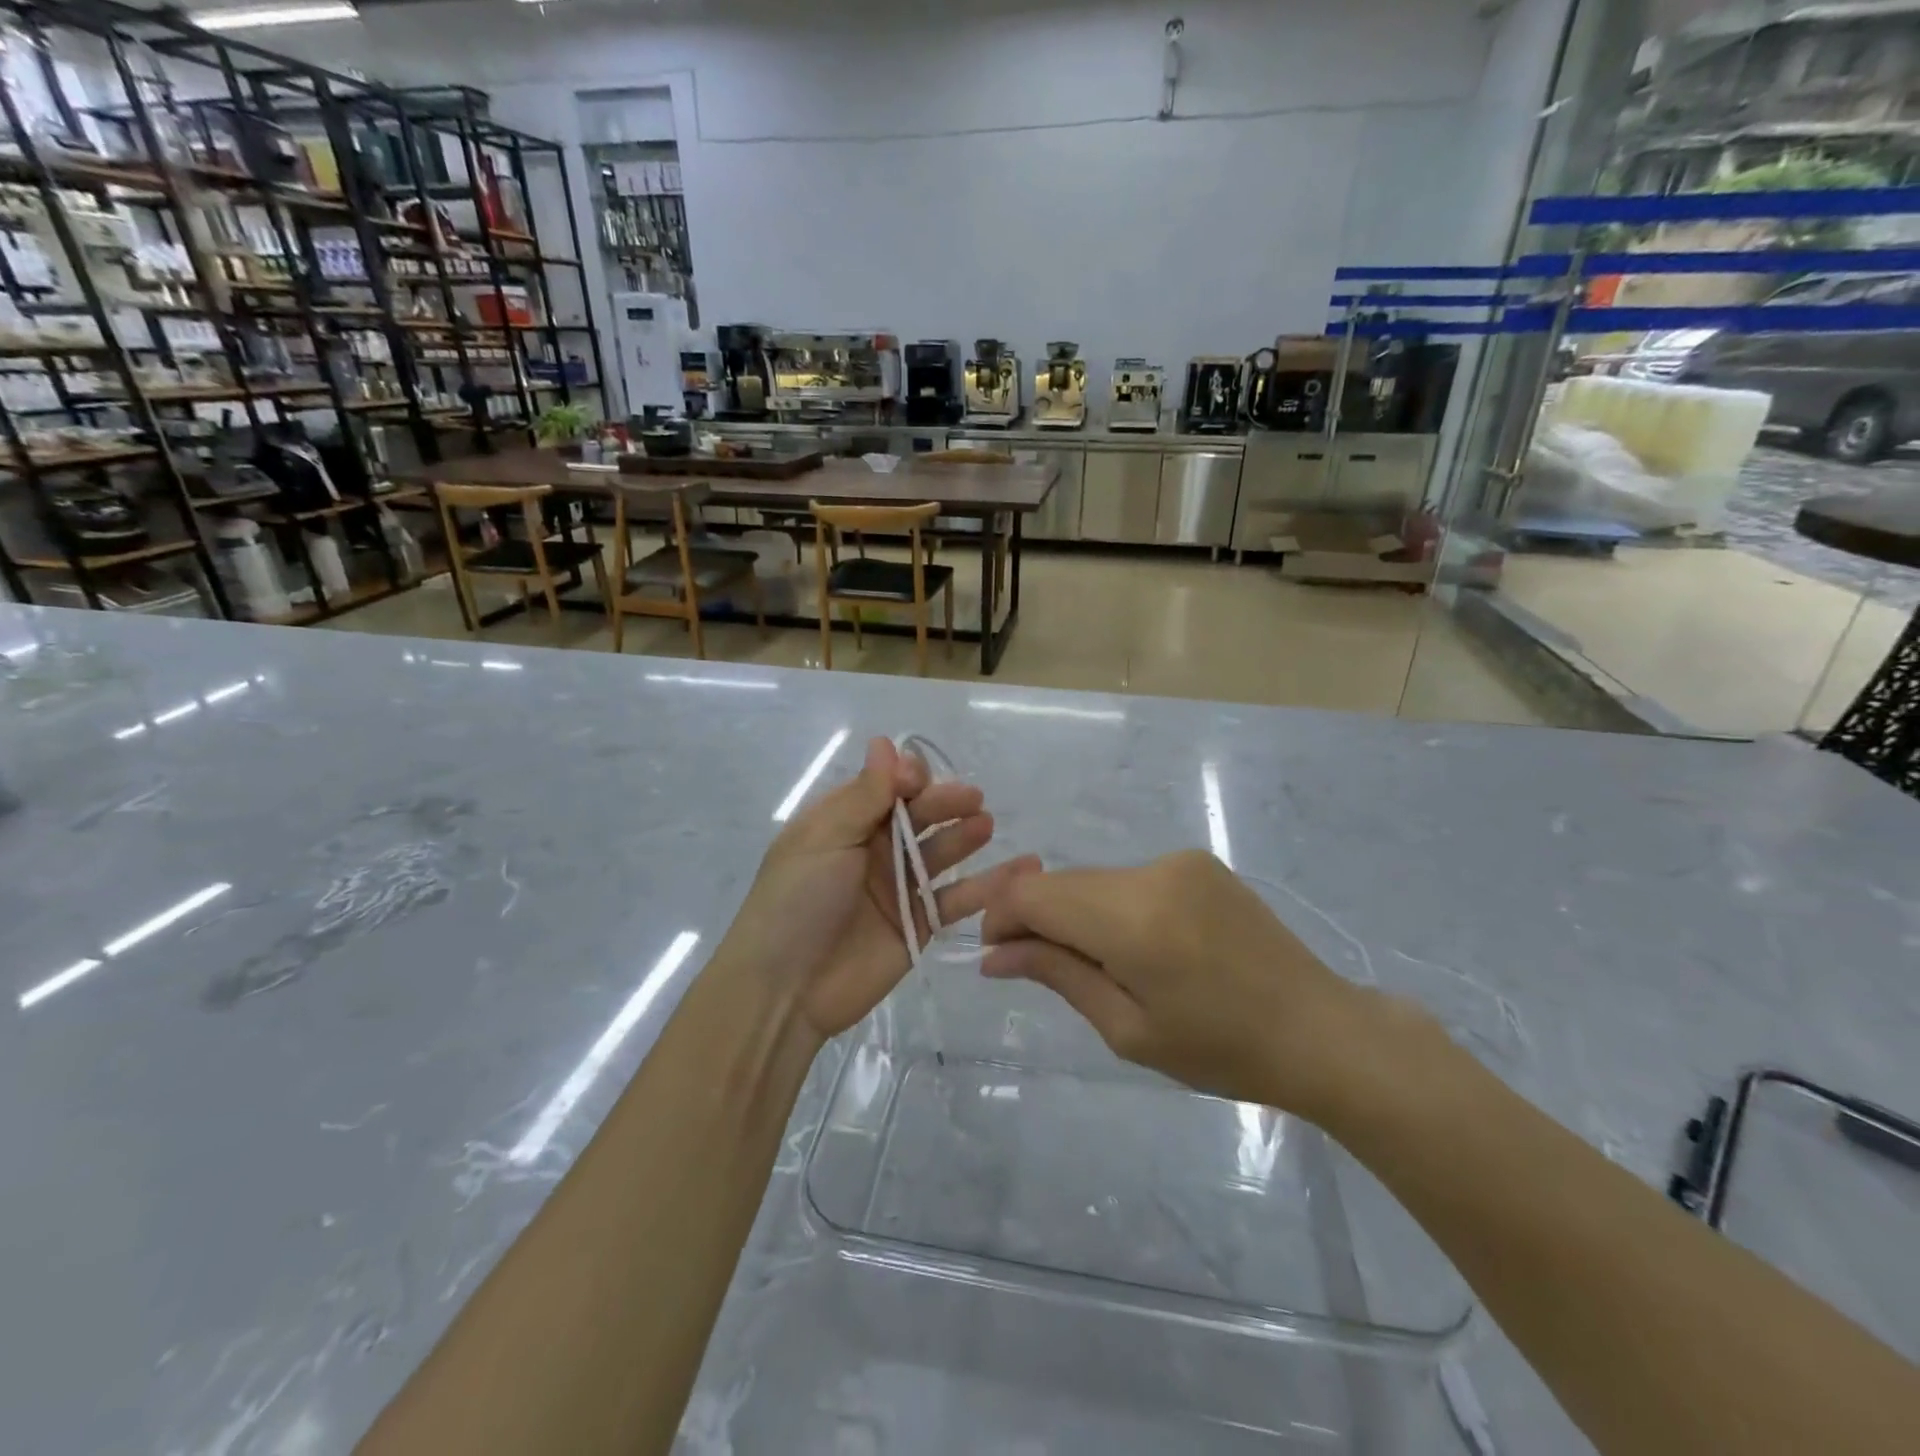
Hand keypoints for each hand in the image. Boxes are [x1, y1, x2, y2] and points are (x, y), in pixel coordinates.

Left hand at [721, 737, 1027, 1043]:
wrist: (786, 989)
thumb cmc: (798, 901)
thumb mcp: (825, 839)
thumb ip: (864, 795)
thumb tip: (885, 742)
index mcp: (844, 823)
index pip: (886, 787)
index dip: (907, 779)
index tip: (921, 780)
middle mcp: (874, 850)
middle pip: (919, 817)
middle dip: (943, 803)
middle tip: (972, 800)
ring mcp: (899, 888)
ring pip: (940, 853)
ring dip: (964, 836)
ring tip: (985, 825)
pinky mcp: (919, 925)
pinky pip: (956, 900)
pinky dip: (987, 887)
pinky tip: (1018, 871)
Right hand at [980, 849, 1396, 1118]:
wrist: (1319, 1029)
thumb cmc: (1221, 1050)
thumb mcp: (1128, 1029)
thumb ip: (1057, 975)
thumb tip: (993, 954)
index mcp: (1134, 920)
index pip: (1034, 894)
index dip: (1002, 917)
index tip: (997, 955)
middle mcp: (1152, 873)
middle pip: (1062, 882)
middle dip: (1036, 918)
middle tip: (1039, 966)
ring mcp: (1178, 861)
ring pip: (1094, 880)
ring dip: (1076, 913)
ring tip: (1102, 965)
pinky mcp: (1197, 862)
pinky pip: (1130, 878)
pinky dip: (1112, 905)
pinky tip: (1140, 946)